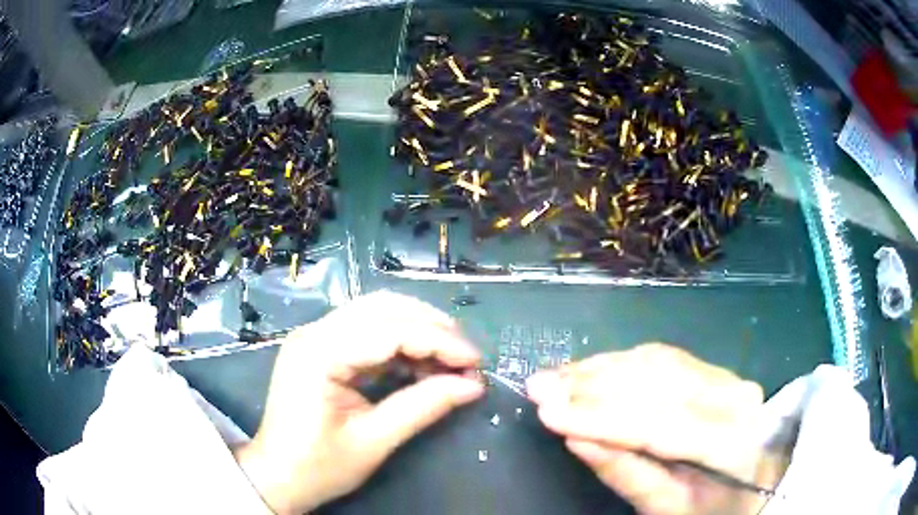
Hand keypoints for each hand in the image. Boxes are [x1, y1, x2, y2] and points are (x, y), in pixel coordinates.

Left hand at [234, 292, 484, 513]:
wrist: (276, 476)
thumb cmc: (317, 466)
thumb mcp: (373, 441)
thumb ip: (423, 407)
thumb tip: (473, 386)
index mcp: (319, 353)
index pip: (391, 330)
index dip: (440, 342)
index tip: (477, 362)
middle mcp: (314, 332)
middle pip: (383, 308)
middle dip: (432, 327)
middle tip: (466, 357)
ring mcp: (315, 337)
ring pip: (377, 313)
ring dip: (418, 330)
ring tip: (449, 360)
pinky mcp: (321, 348)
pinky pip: (367, 331)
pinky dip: (399, 342)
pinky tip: (420, 364)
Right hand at [526, 343, 785, 514]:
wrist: (754, 479)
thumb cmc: (710, 507)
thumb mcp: (667, 507)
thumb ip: (626, 474)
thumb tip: (577, 438)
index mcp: (730, 443)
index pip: (659, 425)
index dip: (600, 418)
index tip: (547, 413)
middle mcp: (732, 397)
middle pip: (656, 384)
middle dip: (592, 386)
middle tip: (538, 386)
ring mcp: (725, 376)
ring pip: (655, 363)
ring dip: (600, 368)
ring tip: (555, 376)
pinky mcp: (713, 368)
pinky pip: (662, 357)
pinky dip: (620, 362)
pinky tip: (590, 368)